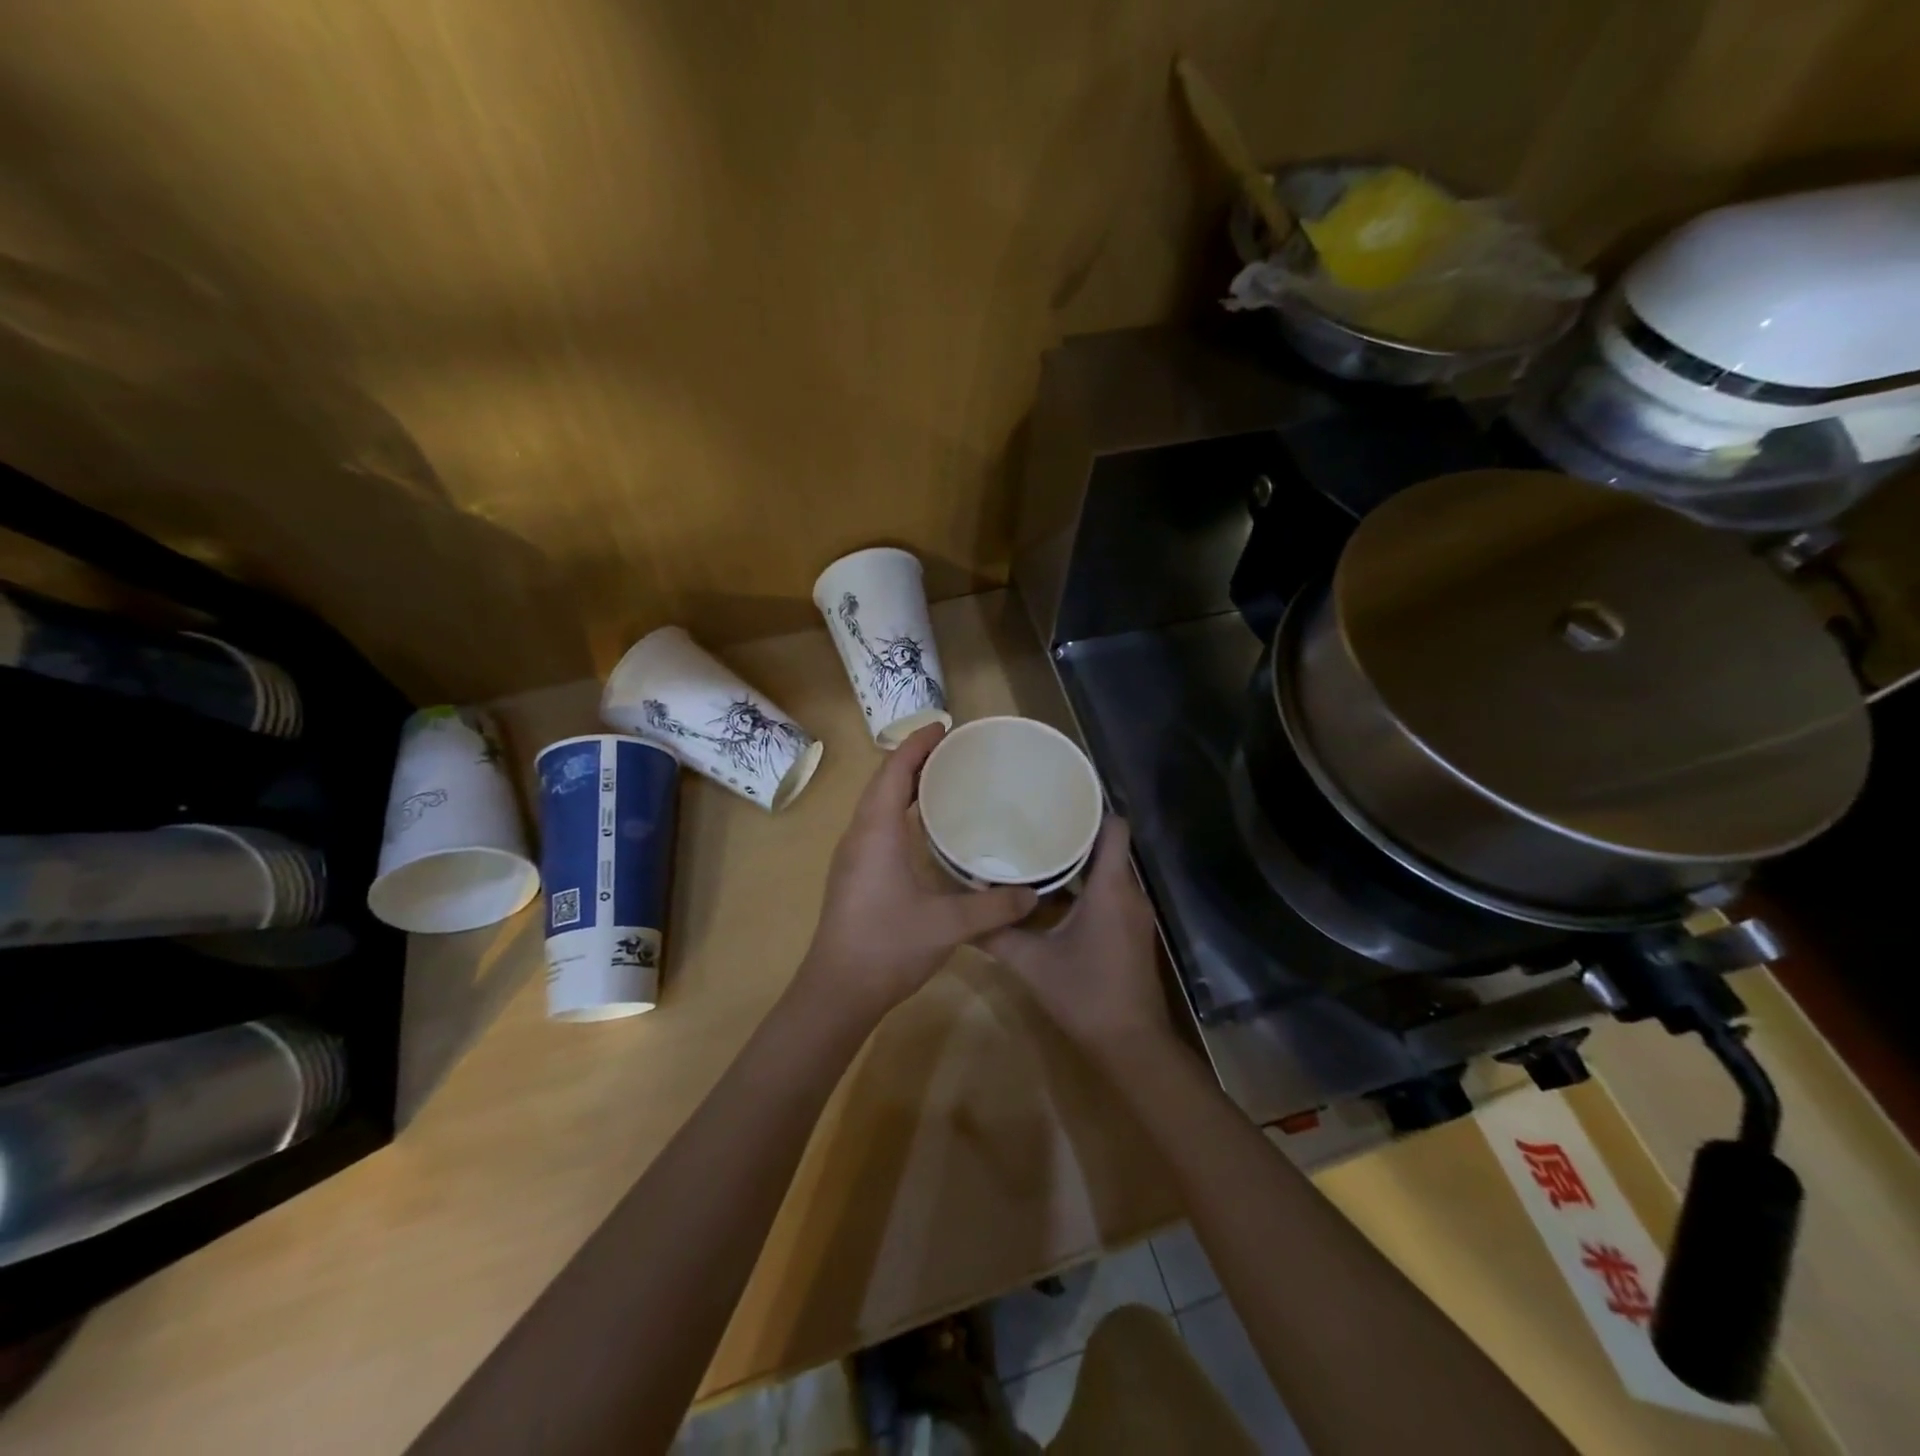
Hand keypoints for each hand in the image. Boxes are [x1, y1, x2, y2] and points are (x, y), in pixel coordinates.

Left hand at [798, 724, 1036, 1019]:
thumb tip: (1033, 894)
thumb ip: (993, 908)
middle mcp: (859, 835)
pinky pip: (875, 825)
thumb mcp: (947, 925)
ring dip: (904, 785)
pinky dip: (898, 811)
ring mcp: (851, 856)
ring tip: (941, 780)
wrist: (836, 991)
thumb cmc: (887, 946)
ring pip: (876, 805)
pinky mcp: (852, 875)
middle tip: (952, 751)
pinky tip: (923, 829)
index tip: (943, 727)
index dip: (917, 744)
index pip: (894, 771)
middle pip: (883, 782)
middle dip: (914, 760)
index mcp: (877, 832)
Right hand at [980, 818, 1171, 1058]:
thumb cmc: (1085, 994)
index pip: (1115, 828)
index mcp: (1111, 888)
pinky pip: (1112, 892)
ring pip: (1110, 870)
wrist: (1131, 1044)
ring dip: (1081, 859)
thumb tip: (962, 912)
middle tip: (1036, 822)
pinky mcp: (1132, 931)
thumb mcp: (1032, 963)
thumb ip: (996, 934)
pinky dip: (1088, 884)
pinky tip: (1055, 892)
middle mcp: (1129, 893)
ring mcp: (1134, 913)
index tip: (1059, 800)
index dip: (1093, 808)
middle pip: (1109, 846)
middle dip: (1076, 832)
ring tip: (1041, 849)